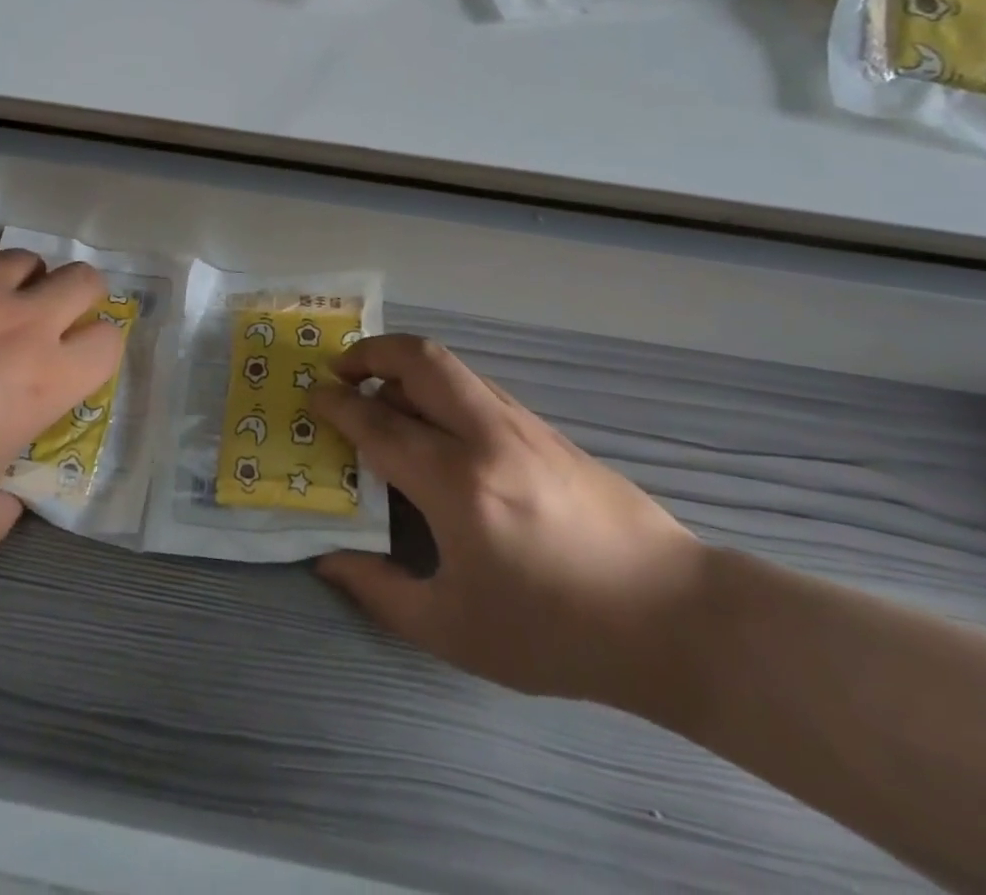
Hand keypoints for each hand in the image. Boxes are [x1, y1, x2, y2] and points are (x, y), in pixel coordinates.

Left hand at [0, 230, 124, 556]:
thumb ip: (9, 507)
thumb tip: (14, 491)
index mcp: (43, 380)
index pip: (110, 342)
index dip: (100, 351)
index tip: (74, 363)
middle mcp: (21, 319)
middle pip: (86, 280)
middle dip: (78, 299)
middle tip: (45, 323)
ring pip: (26, 257)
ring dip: (18, 282)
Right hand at [310, 336, 704, 710]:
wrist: (673, 618)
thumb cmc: (556, 632)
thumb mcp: (454, 630)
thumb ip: (380, 592)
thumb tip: (329, 560)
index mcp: (456, 483)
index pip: (378, 422)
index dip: (338, 405)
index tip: (312, 398)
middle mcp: (486, 436)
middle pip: (418, 360)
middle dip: (369, 353)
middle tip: (341, 371)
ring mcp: (521, 424)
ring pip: (450, 367)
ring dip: (404, 366)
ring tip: (381, 393)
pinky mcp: (546, 429)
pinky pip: (476, 387)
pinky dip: (439, 387)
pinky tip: (436, 425)